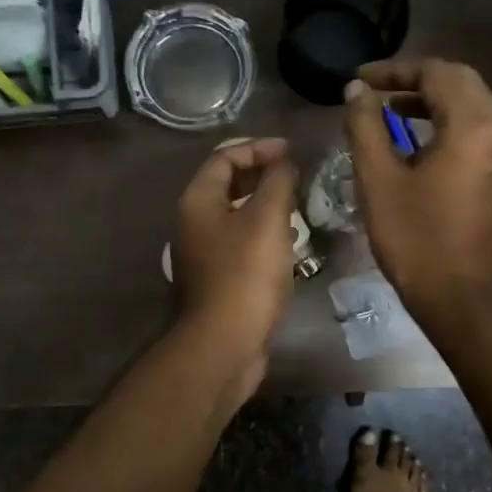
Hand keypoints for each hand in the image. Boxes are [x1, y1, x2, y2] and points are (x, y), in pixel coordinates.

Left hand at [170, 138, 298, 388]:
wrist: (223, 344)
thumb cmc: (245, 274)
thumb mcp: (267, 219)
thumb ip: (277, 183)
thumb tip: (283, 163)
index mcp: (198, 201)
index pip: (225, 157)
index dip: (258, 148)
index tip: (291, 151)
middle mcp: (194, 222)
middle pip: (227, 185)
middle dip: (262, 175)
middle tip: (296, 176)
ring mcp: (203, 253)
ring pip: (236, 216)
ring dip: (266, 206)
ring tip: (298, 206)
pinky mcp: (218, 279)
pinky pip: (241, 243)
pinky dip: (264, 234)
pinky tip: (289, 245)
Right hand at [343, 60, 491, 328]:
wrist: (465, 302)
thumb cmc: (417, 241)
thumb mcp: (379, 181)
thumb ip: (366, 127)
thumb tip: (357, 91)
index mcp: (473, 127)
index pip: (437, 73)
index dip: (395, 70)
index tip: (359, 80)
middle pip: (461, 82)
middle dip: (416, 80)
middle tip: (376, 92)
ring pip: (472, 106)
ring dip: (432, 101)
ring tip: (389, 114)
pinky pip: (478, 131)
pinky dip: (447, 123)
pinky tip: (416, 146)